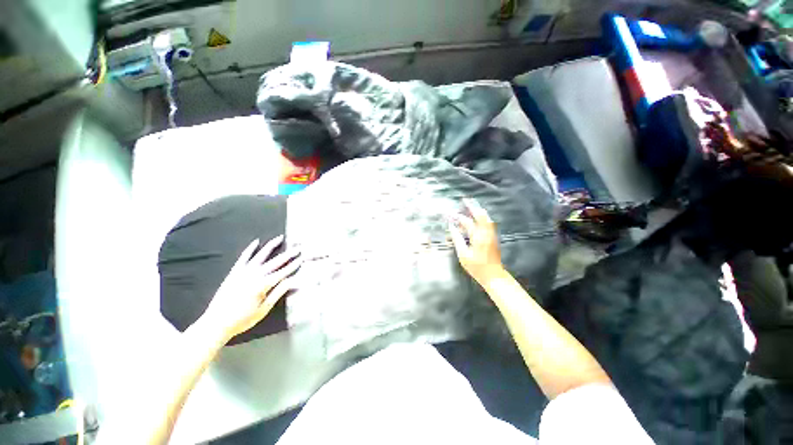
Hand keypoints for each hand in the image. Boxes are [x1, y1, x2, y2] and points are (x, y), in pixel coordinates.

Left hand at [198, 235, 300, 343]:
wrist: (216, 323)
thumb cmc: (243, 319)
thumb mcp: (264, 309)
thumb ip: (278, 293)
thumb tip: (291, 280)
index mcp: (263, 285)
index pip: (283, 272)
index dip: (294, 265)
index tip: (302, 258)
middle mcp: (254, 275)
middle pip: (275, 262)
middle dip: (288, 254)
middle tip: (298, 247)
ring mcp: (243, 272)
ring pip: (261, 255)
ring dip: (271, 246)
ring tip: (280, 238)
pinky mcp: (234, 272)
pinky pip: (243, 257)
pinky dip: (250, 249)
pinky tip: (256, 242)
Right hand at [449, 199, 505, 285]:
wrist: (494, 276)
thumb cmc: (477, 267)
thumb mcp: (463, 255)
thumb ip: (457, 239)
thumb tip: (452, 228)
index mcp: (478, 236)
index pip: (467, 222)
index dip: (458, 216)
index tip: (451, 212)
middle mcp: (486, 233)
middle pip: (480, 215)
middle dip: (471, 207)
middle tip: (465, 200)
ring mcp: (491, 235)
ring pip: (486, 218)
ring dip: (478, 211)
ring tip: (470, 206)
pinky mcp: (493, 238)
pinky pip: (487, 223)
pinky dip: (481, 218)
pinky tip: (476, 218)